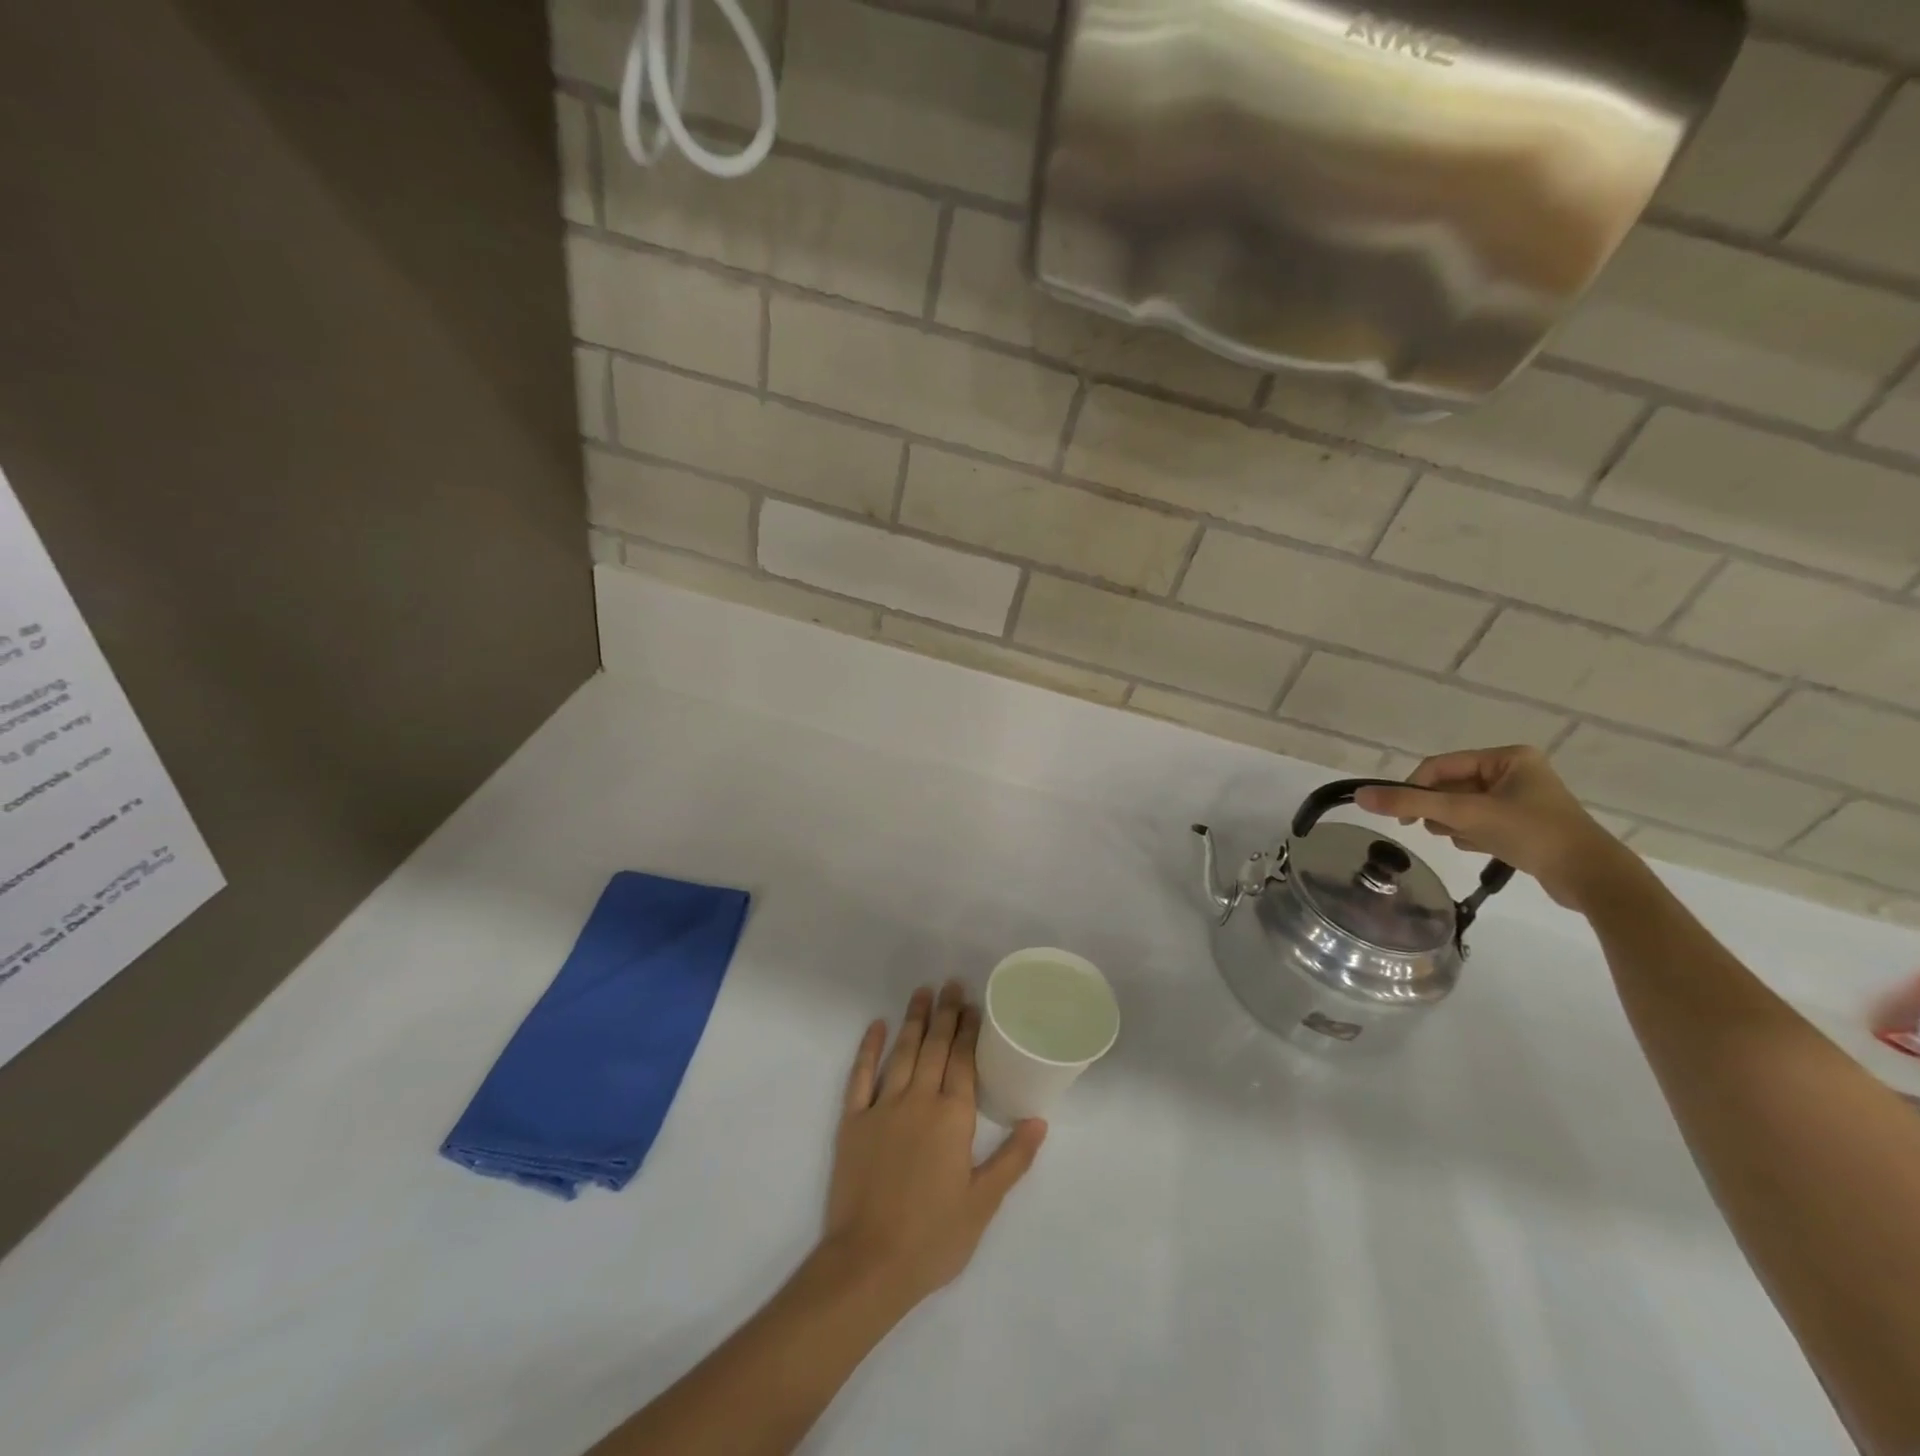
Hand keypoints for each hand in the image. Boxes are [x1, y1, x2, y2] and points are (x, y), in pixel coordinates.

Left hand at [819, 982, 1046, 1314]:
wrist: (868, 1263)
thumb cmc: (933, 1238)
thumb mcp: (983, 1204)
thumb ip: (1012, 1159)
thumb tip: (1039, 1121)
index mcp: (952, 1118)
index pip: (962, 1061)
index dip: (968, 1030)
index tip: (973, 1004)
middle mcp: (919, 1100)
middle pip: (934, 1047)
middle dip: (945, 1014)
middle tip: (951, 984)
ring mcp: (882, 1107)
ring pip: (902, 1052)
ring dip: (913, 1020)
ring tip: (922, 992)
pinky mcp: (853, 1120)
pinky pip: (860, 1075)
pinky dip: (869, 1048)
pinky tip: (876, 1026)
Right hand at [1355, 745, 1635, 911]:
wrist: (1592, 878)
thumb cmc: (1532, 834)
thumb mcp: (1466, 815)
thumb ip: (1411, 802)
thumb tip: (1360, 795)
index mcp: (1507, 757)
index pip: (1440, 766)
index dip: (1415, 788)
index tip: (1402, 817)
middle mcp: (1514, 771)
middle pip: (1450, 786)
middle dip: (1439, 810)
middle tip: (1438, 829)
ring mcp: (1520, 799)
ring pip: (1462, 806)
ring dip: (1454, 824)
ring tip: (1464, 839)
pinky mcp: (1523, 824)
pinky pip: (1479, 821)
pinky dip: (1470, 834)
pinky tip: (1478, 848)